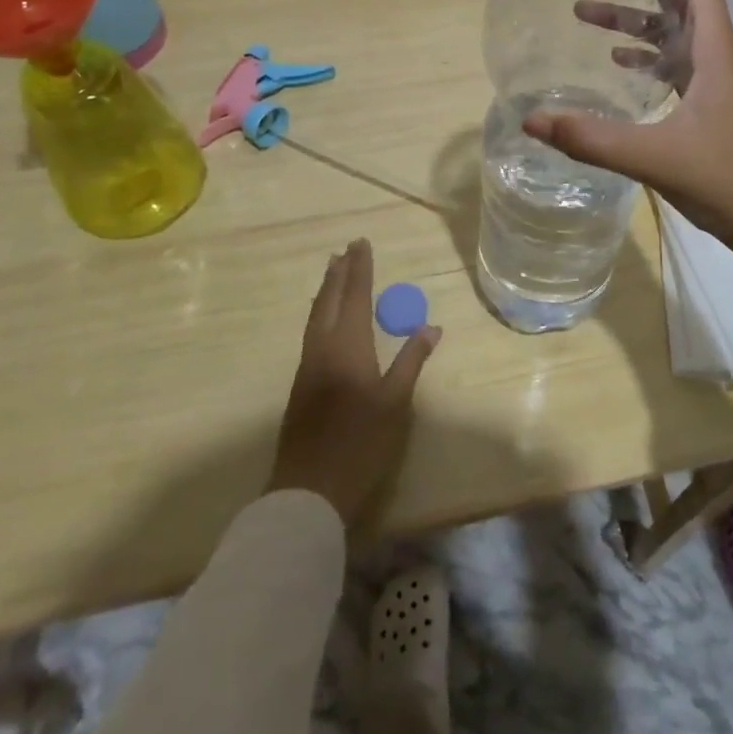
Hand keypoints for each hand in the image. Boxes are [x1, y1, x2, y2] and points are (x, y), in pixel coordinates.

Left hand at [265, 240, 440, 528]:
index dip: (359, 269)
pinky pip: (311, 332)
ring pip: (316, 315)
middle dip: (338, 273)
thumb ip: (411, 361)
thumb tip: (431, 327)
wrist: (308, 489)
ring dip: (326, 290)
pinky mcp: (301, 384)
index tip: (361, 243)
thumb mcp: (395, 403)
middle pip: (329, 300)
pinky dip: (320, 312)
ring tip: (333, 272)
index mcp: (348, 346)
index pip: (354, 296)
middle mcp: (323, 347)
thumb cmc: (359, 444)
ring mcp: (307, 366)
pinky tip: (325, 318)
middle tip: (345, 249)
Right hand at [523, 0, 732, 240]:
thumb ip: (592, 139)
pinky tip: (616, 61)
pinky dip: (643, 54)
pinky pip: (671, 65)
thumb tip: (530, 119)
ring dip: (630, 16)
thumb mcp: (656, 158)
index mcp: (713, 51)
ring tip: (580, 10)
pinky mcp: (707, 107)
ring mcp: (713, 83)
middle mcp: (715, 56)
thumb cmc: (728, 181)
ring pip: (670, 32)